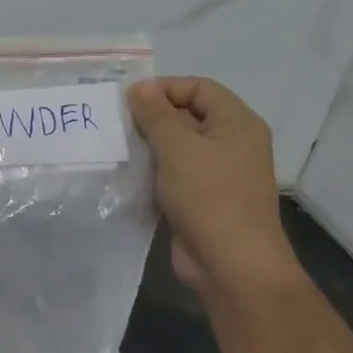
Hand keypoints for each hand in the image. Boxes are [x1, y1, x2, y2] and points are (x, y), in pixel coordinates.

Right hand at [127, 77, 300, 299]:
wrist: (231, 264)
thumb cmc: (209, 196)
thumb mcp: (178, 148)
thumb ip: (156, 114)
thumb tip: (140, 87)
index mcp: (236, 123)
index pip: (199, 87)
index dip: (164, 88)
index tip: (128, 101)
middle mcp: (231, 143)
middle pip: (188, 115)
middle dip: (152, 117)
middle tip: (116, 124)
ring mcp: (218, 173)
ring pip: (178, 147)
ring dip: (148, 146)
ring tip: (116, 147)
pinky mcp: (202, 199)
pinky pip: (174, 174)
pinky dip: (152, 171)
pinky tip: (127, 174)